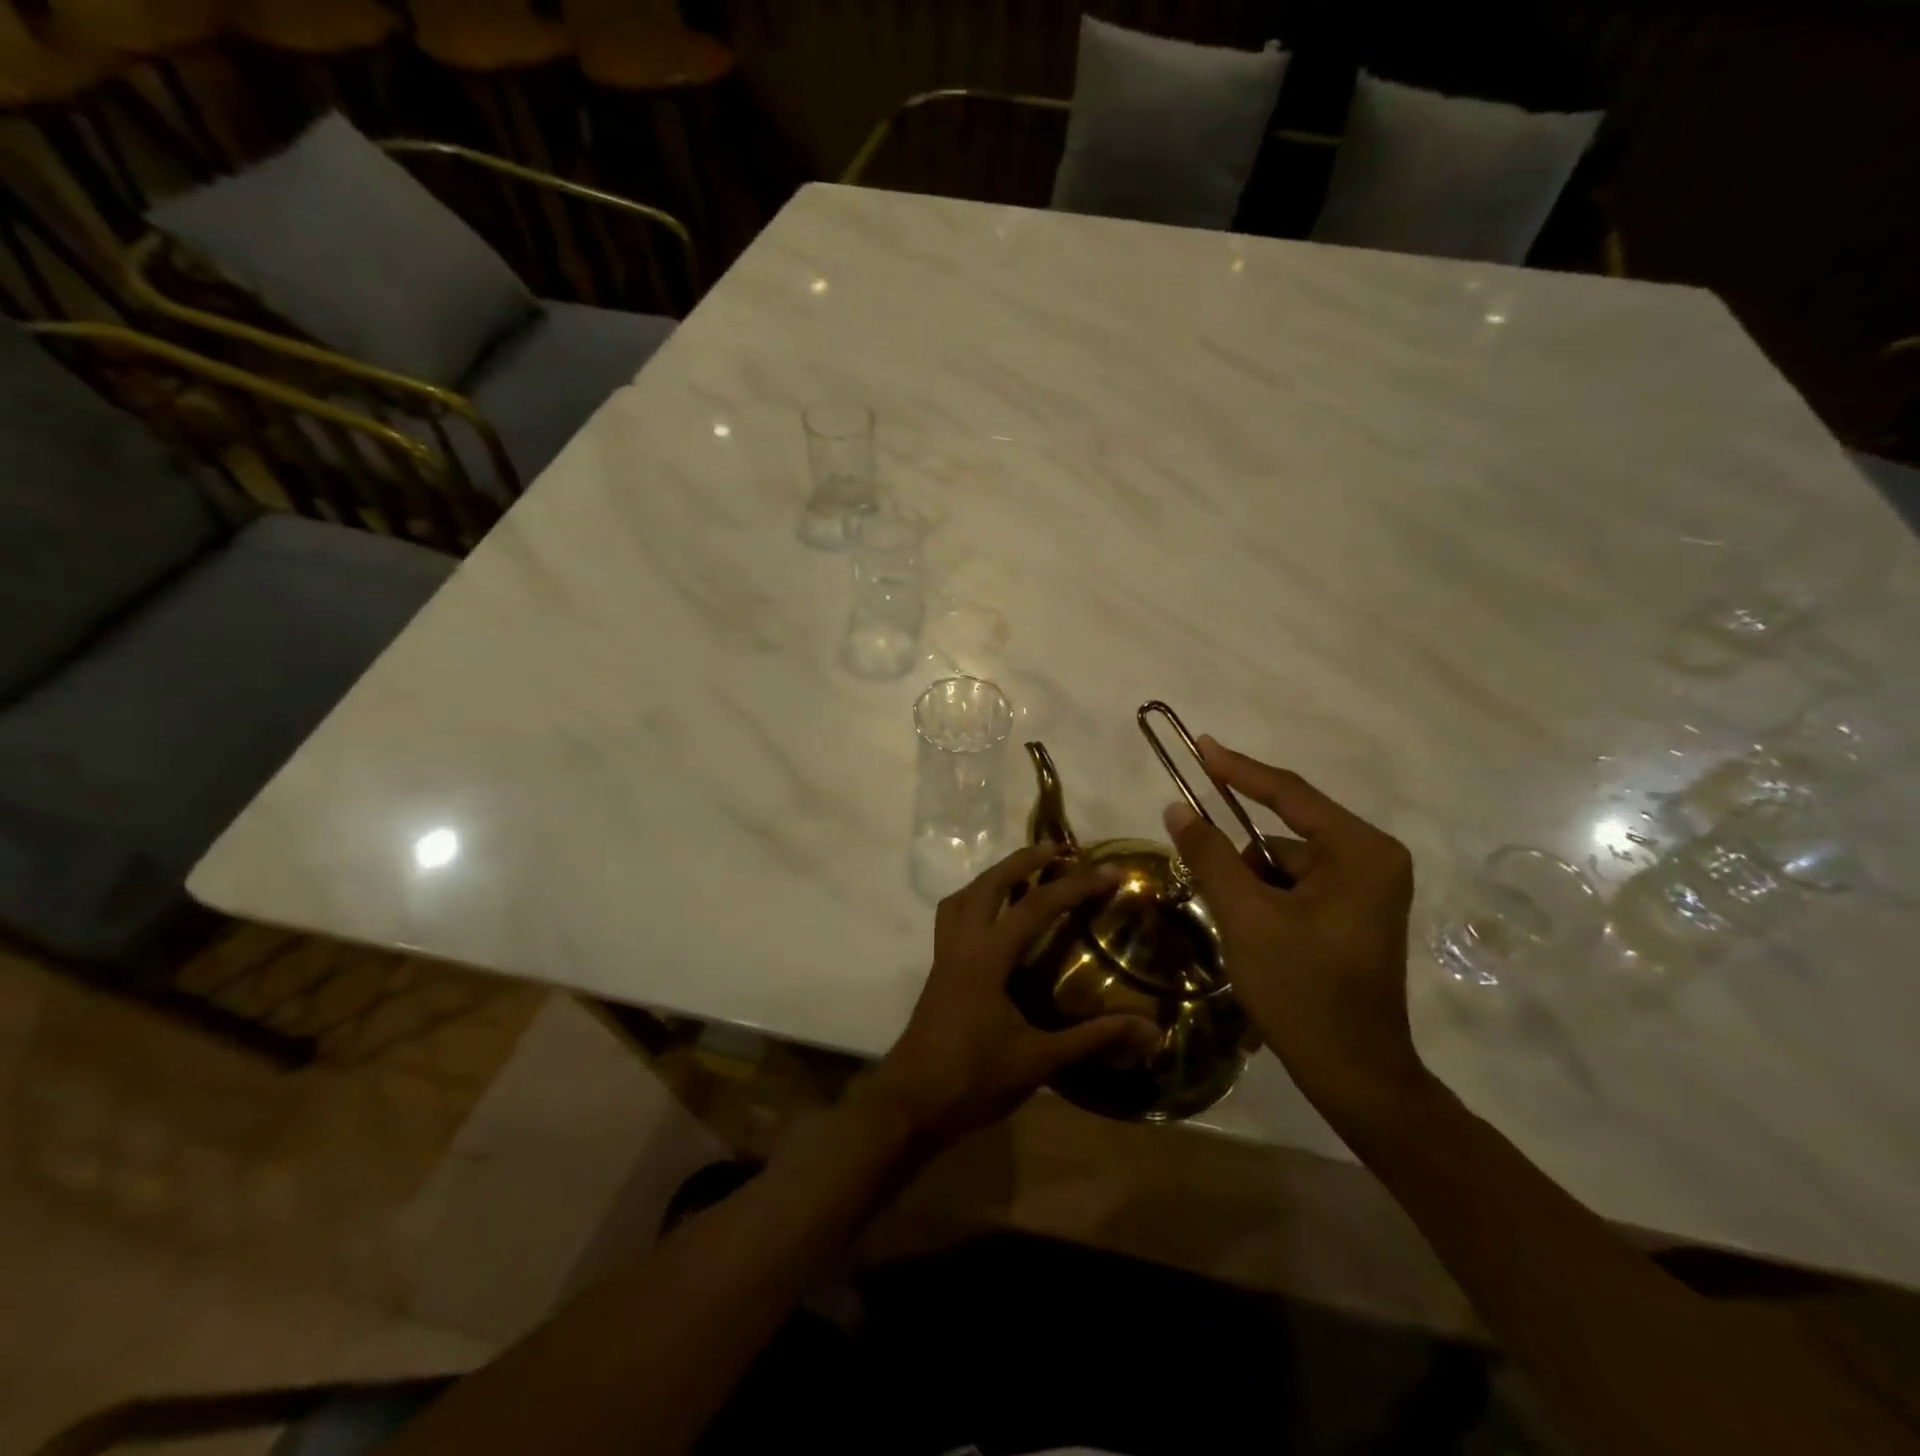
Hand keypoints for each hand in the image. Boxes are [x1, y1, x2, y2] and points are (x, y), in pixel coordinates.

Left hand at [867, 845, 1159, 1149]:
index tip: (1110, 872)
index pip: (1036, 907)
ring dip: (993, 877)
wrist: (909, 1104)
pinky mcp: (938, 970)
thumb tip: (1151, 1029)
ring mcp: (944, 955)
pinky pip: (953, 916)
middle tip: (1056, 848)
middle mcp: (961, 944)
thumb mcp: (1038, 1061)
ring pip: (964, 896)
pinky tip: (993, 919)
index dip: (1075, 886)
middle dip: (1023, 861)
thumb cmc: (972, 1080)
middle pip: (990, 884)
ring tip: (1022, 873)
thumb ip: (1092, 1039)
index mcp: (986, 957)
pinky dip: (975, 901)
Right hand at [1164, 738, 1429, 1125]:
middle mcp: (1371, 859)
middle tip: (1211, 884)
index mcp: (1360, 851)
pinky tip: (1255, 938)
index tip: (1199, 745)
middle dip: (1240, 858)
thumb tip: (1177, 807)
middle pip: (1284, 833)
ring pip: (1283, 864)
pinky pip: (1294, 886)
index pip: (1288, 794)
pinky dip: (1264, 899)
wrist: (1354, 1075)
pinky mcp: (1352, 913)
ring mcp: (1365, 888)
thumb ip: (1209, 855)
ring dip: (1249, 884)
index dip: (1238, 769)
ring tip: (1239, 930)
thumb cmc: (1303, 990)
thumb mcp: (1246, 916)